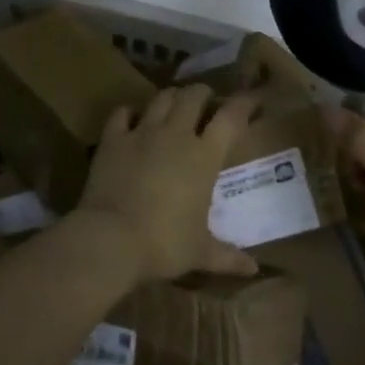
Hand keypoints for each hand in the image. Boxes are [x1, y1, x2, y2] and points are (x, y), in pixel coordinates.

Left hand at [72, 84, 261, 283]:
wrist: (110, 239)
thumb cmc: (164, 244)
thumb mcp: (200, 252)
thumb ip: (228, 256)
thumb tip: (253, 270)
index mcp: (204, 156)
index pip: (231, 117)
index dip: (244, 103)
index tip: (252, 101)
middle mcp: (176, 134)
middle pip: (193, 96)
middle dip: (203, 94)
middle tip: (206, 101)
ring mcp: (142, 133)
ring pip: (161, 98)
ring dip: (171, 97)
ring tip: (175, 104)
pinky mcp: (113, 139)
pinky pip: (122, 113)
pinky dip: (131, 111)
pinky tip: (133, 117)